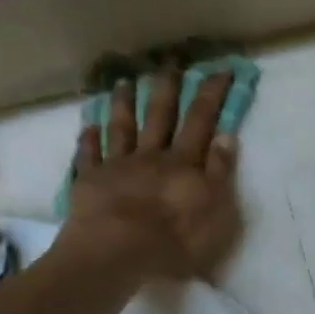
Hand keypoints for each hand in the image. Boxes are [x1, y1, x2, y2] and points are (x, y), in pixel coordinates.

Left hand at [57, 72, 242, 281]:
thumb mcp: (216, 210)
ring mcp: (117, 166)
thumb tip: (226, 136)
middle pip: (159, 116)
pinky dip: (89, 139)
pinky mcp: (90, 182)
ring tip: (124, 81)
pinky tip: (88, 126)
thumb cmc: (175, 238)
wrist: (118, 252)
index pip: (201, 121)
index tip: (220, 70)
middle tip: (169, 61)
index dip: (212, 95)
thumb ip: (220, 173)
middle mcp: (151, 156)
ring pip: (122, 128)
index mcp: (184, 163)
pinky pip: (88, 156)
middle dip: (167, 87)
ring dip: (125, 104)